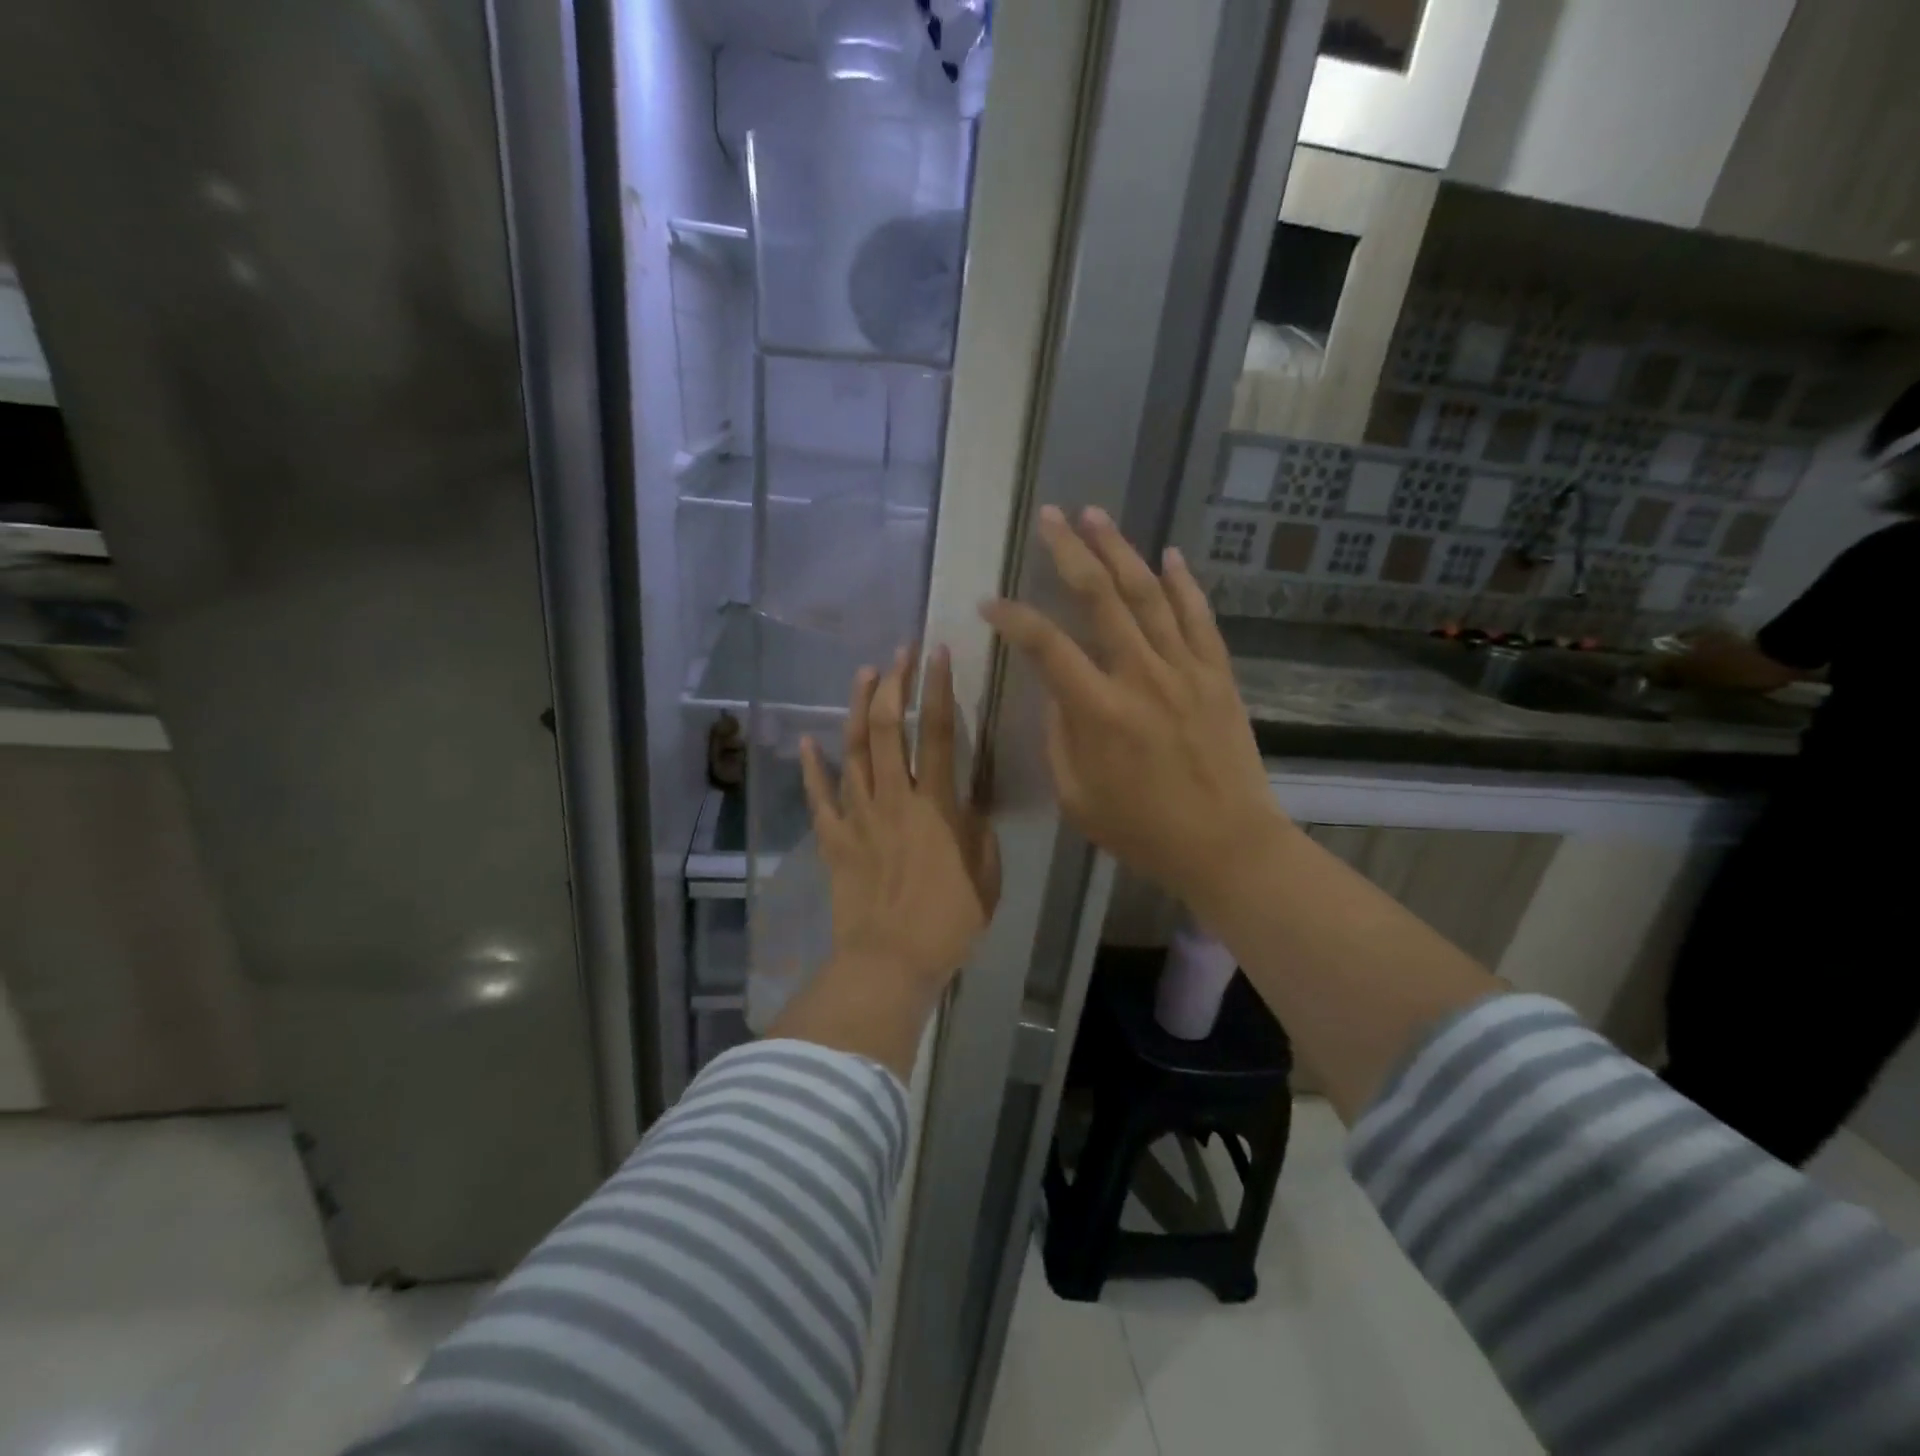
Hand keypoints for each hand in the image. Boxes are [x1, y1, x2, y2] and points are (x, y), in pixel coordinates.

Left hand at [799, 645, 999, 1000]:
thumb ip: (979, 831)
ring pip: (851, 750)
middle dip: (893, 683)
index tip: (935, 653)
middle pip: (886, 728)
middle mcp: (893, 798)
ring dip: (856, 708)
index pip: (936, 732)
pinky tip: (807, 741)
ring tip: (863, 674)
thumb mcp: (985, 875)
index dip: (937, 688)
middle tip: (898, 654)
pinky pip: (818, 796)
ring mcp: (857, 816)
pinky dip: (811, 767)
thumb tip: (970, 802)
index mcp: (935, 805)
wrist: (889, 962)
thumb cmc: (947, 922)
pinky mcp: (833, 838)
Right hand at [980, 506, 1286, 923]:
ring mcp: (1185, 670)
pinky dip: (1184, 583)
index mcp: (1099, 711)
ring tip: (1096, 515)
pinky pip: (1199, 617)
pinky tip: (1169, 555)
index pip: (1046, 646)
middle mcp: (1141, 676)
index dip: (1013, 618)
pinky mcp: (1218, 675)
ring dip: (1120, 550)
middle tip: (1049, 517)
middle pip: (1100, 597)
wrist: (1227, 845)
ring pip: (1149, 594)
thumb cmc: (1143, 830)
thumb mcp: (1077, 796)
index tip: (990, 603)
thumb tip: (1058, 690)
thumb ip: (1060, 736)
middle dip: (1070, 552)